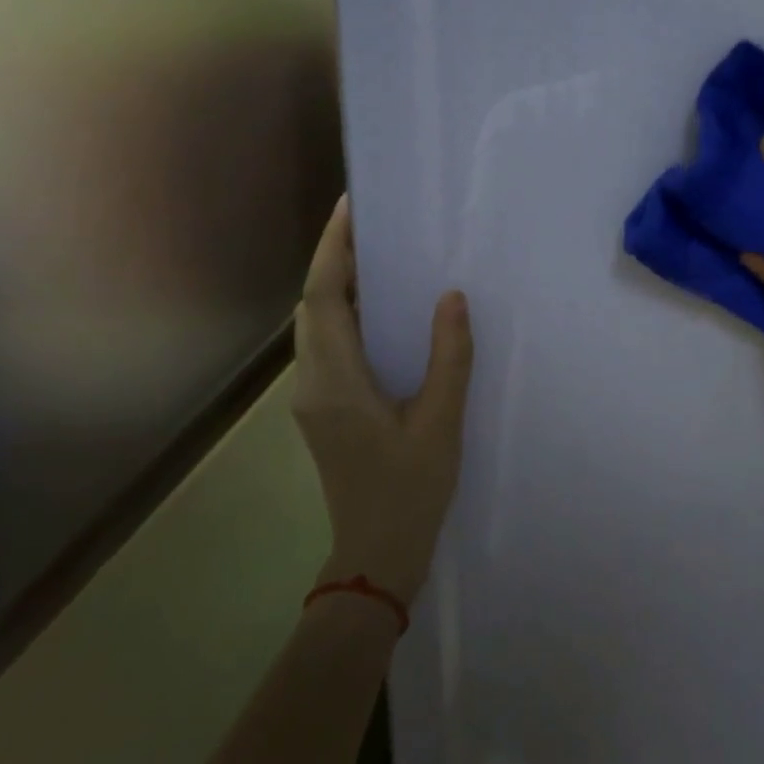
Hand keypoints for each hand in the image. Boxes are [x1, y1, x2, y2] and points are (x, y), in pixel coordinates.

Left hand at [292, 195, 473, 604]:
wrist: (376, 555)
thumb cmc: (410, 489)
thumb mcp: (440, 421)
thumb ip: (448, 356)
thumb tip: (451, 296)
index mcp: (335, 380)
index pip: (322, 297)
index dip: (334, 249)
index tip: (351, 208)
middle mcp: (312, 381)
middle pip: (312, 305)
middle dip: (335, 259)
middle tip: (372, 224)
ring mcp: (313, 397)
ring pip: (316, 325)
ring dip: (338, 286)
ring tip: (377, 256)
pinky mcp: (323, 409)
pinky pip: (327, 345)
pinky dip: (346, 315)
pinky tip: (380, 311)